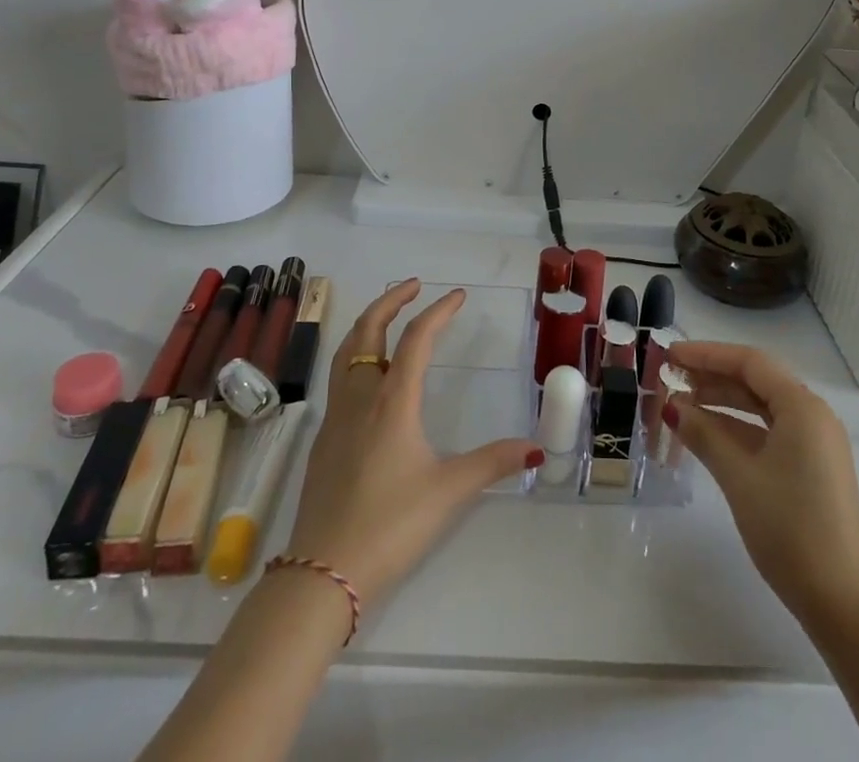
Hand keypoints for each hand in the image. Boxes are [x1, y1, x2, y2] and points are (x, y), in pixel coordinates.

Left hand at [283, 280, 540, 607]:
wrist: (322, 572)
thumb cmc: (390, 526)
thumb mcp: (448, 492)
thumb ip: (492, 464)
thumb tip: (535, 448)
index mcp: (392, 401)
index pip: (416, 339)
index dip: (438, 311)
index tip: (457, 295)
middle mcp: (360, 397)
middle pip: (369, 331)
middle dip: (391, 301)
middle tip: (413, 285)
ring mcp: (336, 417)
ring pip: (347, 352)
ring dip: (368, 325)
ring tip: (387, 316)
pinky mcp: (323, 439)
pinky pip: (339, 379)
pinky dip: (356, 356)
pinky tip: (369, 378)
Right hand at [665, 341, 858, 621]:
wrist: (844, 605)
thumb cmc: (791, 529)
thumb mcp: (739, 477)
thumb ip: (704, 434)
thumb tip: (672, 406)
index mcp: (802, 407)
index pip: (749, 362)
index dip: (706, 354)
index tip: (670, 354)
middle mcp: (812, 416)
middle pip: (756, 381)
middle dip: (711, 376)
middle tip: (669, 377)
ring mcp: (814, 444)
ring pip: (761, 407)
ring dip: (721, 402)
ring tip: (679, 404)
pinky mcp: (811, 469)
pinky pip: (768, 432)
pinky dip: (737, 428)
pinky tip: (707, 435)